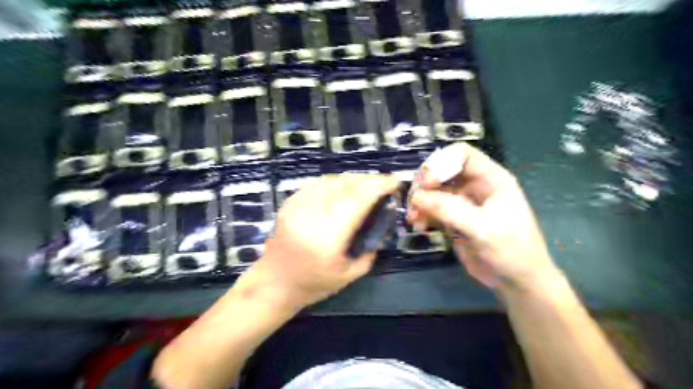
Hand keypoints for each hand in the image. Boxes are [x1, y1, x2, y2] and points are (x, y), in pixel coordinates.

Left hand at [241, 173, 397, 308]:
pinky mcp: (289, 203)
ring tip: (366, 186)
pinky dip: (335, 183)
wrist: (273, 283)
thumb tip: (383, 225)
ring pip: (332, 181)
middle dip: (368, 181)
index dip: (377, 186)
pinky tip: (344, 189)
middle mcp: (310, 217)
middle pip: (345, 186)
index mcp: (327, 238)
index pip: (356, 201)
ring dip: (353, 180)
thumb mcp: (349, 276)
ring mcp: (297, 207)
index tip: (393, 182)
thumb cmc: (312, 284)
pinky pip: (318, 184)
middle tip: (382, 184)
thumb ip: (370, 251)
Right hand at [408, 144, 558, 293]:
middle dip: (425, 183)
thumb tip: (416, 197)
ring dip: (419, 201)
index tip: (426, 183)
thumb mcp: (483, 228)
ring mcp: (463, 202)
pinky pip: (431, 208)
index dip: (441, 162)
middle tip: (414, 202)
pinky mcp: (453, 218)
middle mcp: (475, 185)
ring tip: (414, 218)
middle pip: (442, 170)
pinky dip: (422, 214)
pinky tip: (419, 226)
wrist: (517, 281)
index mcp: (491, 178)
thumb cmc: (512, 251)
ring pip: (433, 190)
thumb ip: (450, 209)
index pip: (462, 154)